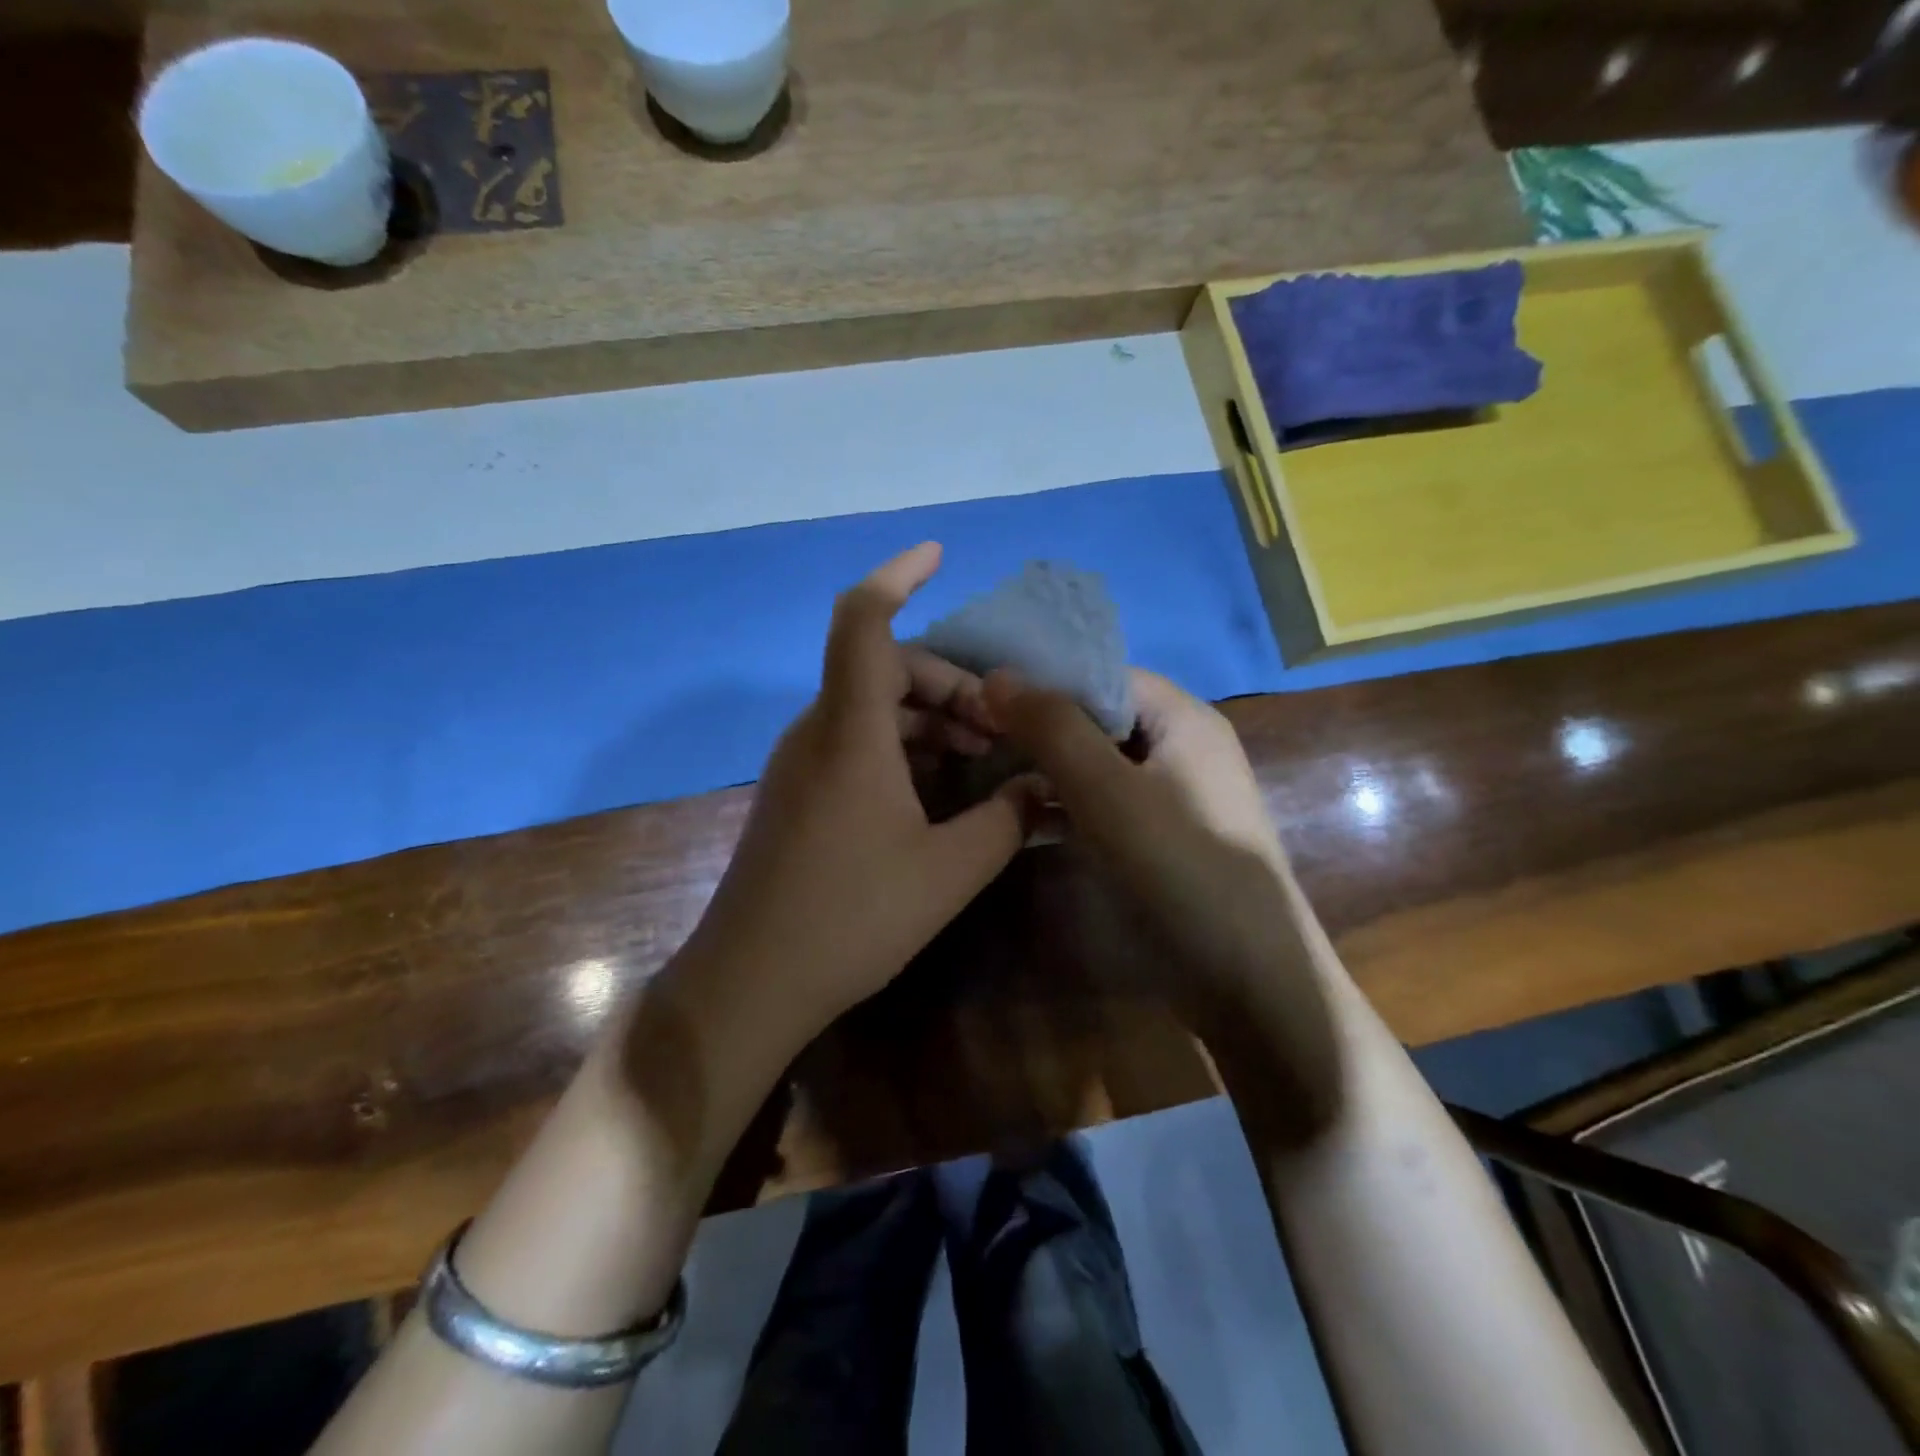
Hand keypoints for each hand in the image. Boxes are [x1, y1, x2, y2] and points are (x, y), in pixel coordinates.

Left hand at [682, 543, 1032, 1044]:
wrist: (750, 981)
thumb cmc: (852, 919)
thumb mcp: (949, 870)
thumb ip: (1008, 818)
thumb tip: (1045, 784)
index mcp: (850, 730)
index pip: (864, 621)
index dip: (898, 574)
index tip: (938, 554)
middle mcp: (818, 731)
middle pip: (883, 666)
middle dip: (950, 682)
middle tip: (999, 728)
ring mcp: (801, 762)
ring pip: (871, 706)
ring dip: (929, 718)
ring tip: (981, 758)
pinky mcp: (797, 792)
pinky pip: (855, 741)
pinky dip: (902, 745)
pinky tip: (938, 789)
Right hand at [984, 668, 1340, 1119]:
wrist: (1250, 982)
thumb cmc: (1179, 869)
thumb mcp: (1107, 791)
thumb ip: (1052, 728)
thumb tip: (996, 674)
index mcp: (1183, 718)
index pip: (1103, 673)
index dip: (1044, 677)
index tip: (982, 691)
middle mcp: (1182, 747)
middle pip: (1099, 717)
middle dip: (1040, 724)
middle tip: (974, 734)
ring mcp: (1172, 797)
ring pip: (1097, 764)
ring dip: (1047, 767)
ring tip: (984, 770)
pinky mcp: (1160, 840)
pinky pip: (1104, 805)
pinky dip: (1065, 806)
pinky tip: (1019, 817)